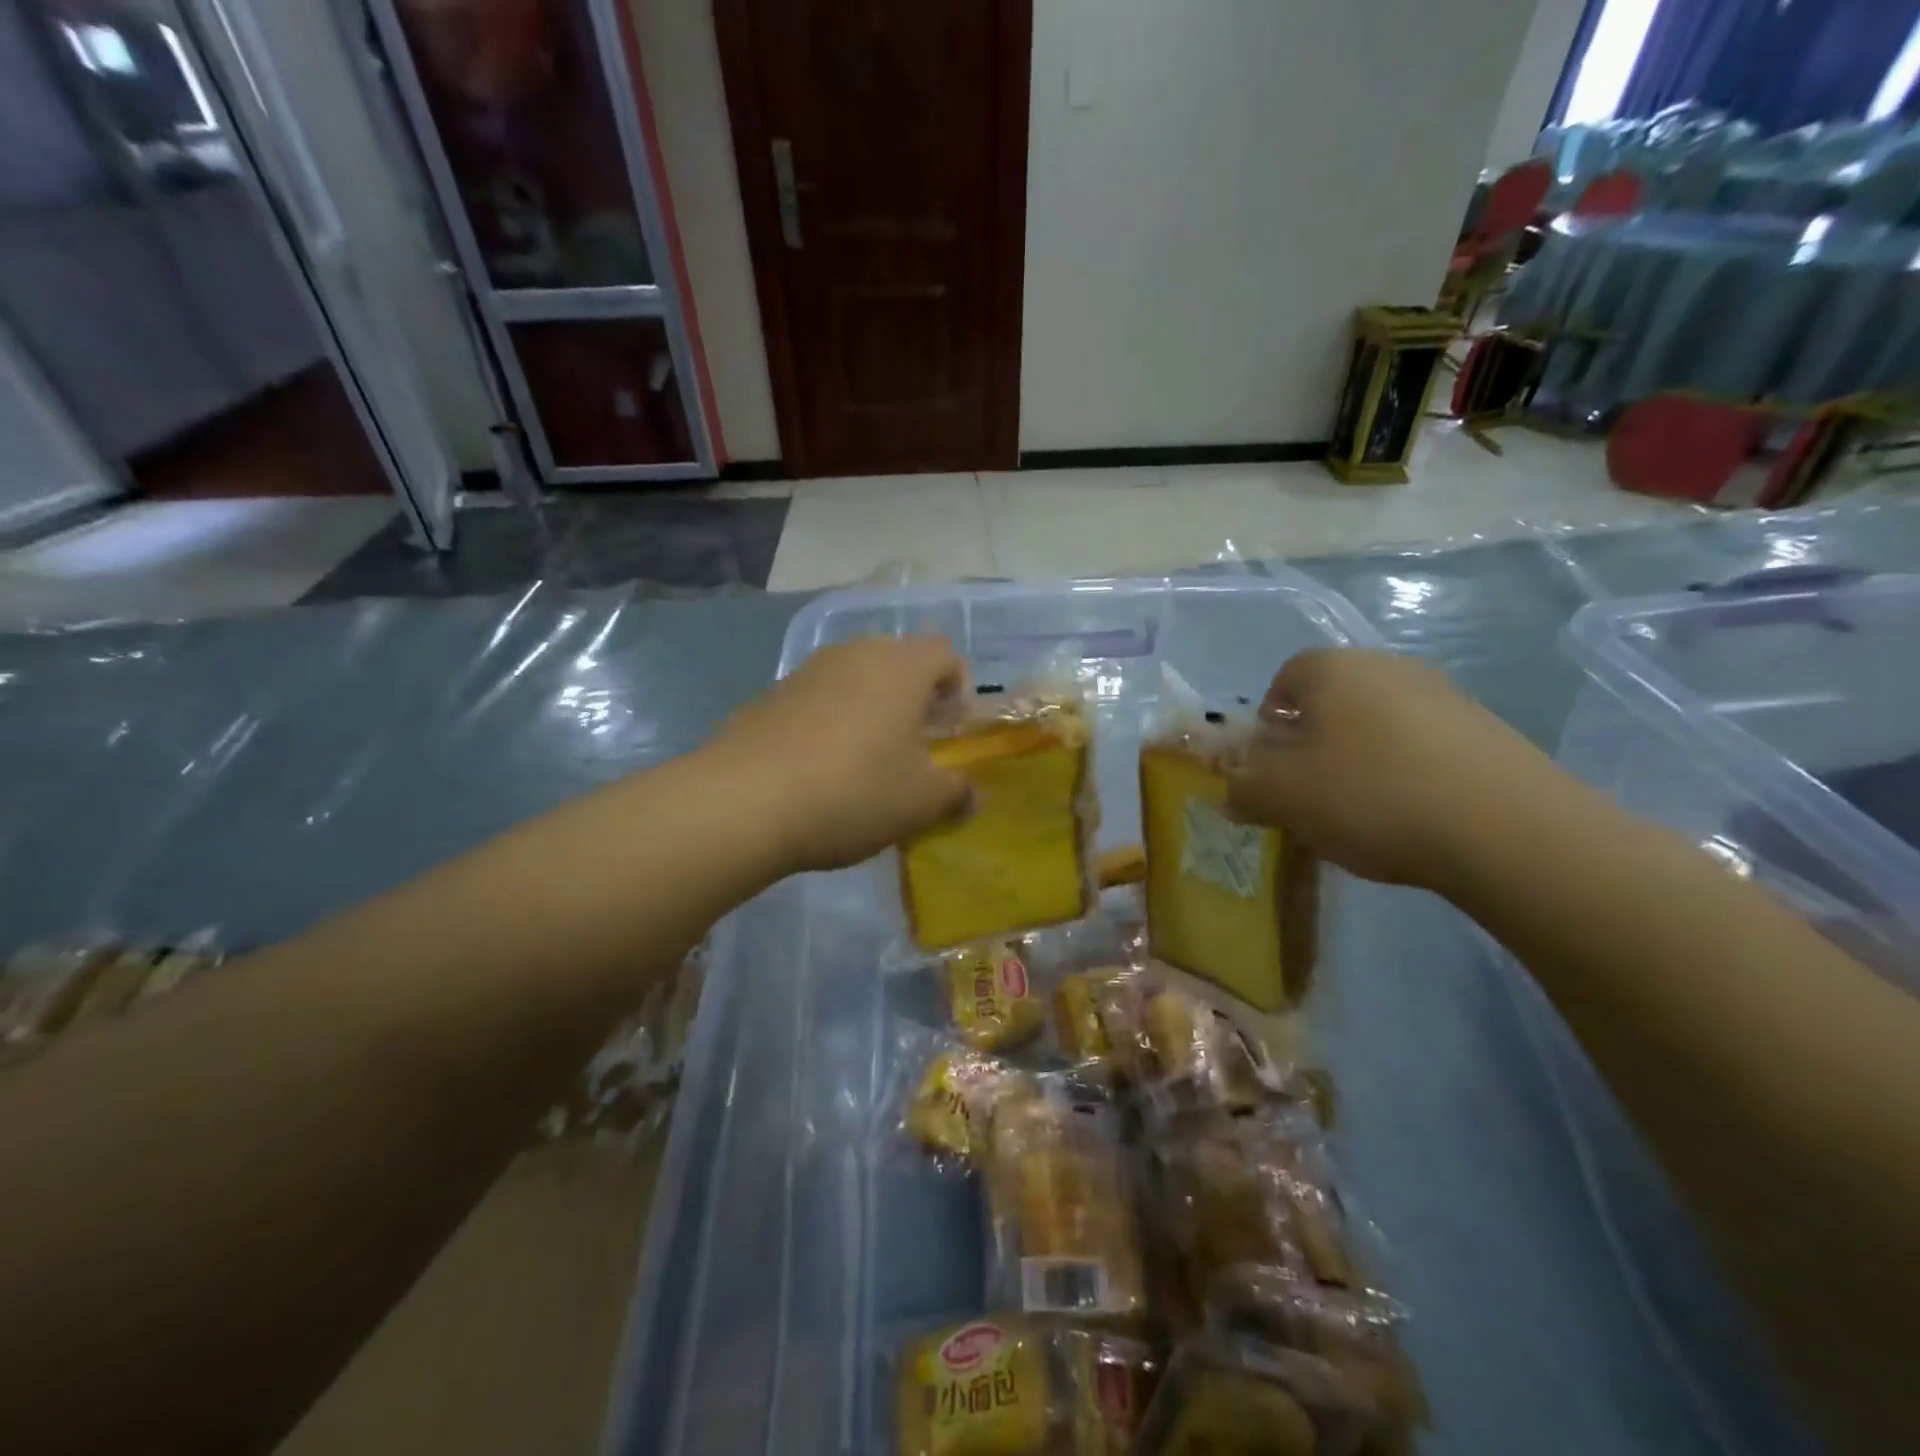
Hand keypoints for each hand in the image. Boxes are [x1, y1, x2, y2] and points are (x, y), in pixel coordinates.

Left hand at [710, 636, 970, 873]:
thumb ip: (955, 793)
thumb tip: (970, 795)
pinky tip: (819, 768)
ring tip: (865, 759)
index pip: (945, 653)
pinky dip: (829, 722)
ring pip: (854, 679)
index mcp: (900, 667)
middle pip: (898, 661)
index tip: (949, 730)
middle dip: (912, 698)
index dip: (958, 688)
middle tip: (912, 745)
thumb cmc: (854, 791)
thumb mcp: (921, 802)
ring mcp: (806, 671)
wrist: (745, 801)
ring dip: (870, 709)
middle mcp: (854, 654)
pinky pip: (817, 699)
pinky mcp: (768, 694)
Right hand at [1226, 649, 1561, 888]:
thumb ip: (1241, 787)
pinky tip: (1411, 818)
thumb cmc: (1368, 795)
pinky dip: (1405, 775)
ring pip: (1377, 725)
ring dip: (1359, 761)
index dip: (1268, 722)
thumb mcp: (1280, 796)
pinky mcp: (1486, 731)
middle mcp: (1388, 667)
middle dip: (1311, 745)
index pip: (1283, 678)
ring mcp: (1444, 695)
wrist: (1505, 827)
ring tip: (1362, 814)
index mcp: (1333, 668)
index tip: (1271, 766)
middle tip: (1309, 795)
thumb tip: (1230, 790)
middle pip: (1331, 702)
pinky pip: (1422, 747)